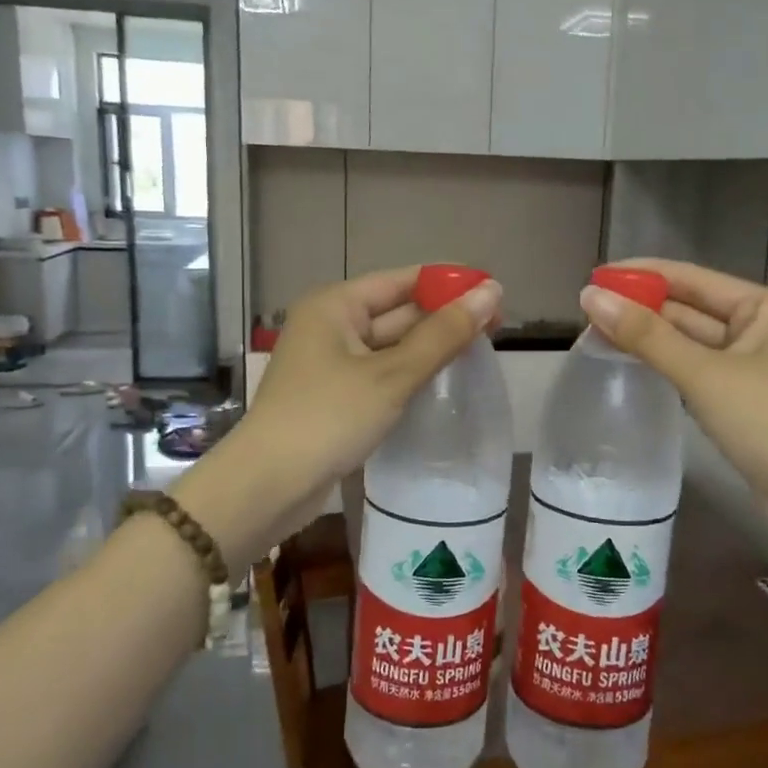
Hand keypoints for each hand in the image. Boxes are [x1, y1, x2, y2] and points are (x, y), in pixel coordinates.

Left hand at [177, 267, 501, 559]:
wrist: (268, 487)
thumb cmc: (329, 418)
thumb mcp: (392, 375)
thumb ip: (444, 334)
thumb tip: (492, 291)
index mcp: (336, 305)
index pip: (404, 280)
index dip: (449, 285)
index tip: (496, 295)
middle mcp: (331, 326)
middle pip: (398, 312)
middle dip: (443, 319)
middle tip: (499, 328)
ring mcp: (331, 363)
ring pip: (391, 346)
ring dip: (430, 349)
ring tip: (481, 352)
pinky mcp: (335, 396)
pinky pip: (381, 374)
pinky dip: (409, 375)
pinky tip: (443, 383)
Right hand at [579, 259, 767, 527]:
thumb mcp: (704, 374)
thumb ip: (646, 336)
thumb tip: (590, 297)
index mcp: (765, 307)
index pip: (692, 278)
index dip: (642, 275)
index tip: (595, 275)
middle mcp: (764, 329)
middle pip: (692, 309)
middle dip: (643, 308)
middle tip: (587, 310)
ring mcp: (757, 369)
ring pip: (694, 343)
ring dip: (652, 338)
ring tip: (599, 333)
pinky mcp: (748, 403)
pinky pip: (699, 372)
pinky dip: (668, 367)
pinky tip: (635, 366)